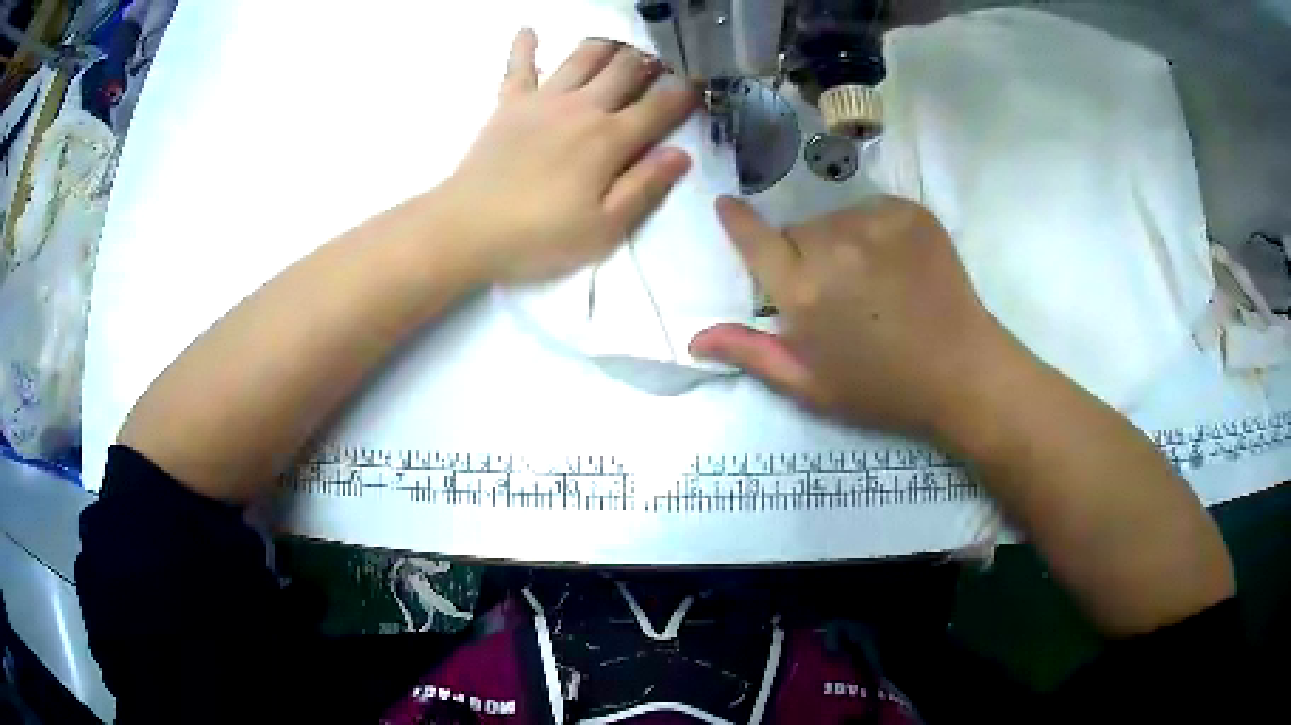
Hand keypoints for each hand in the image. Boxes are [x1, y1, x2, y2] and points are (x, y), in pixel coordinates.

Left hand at [441, 30, 697, 283]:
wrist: (466, 228)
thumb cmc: (538, 236)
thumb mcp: (604, 228)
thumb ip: (645, 188)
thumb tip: (681, 154)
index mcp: (610, 139)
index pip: (660, 106)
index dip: (685, 93)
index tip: (700, 84)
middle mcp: (582, 107)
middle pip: (625, 70)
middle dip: (650, 61)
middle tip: (661, 62)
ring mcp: (543, 100)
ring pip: (583, 57)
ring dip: (607, 46)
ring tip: (620, 45)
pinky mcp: (509, 103)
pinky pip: (519, 66)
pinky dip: (524, 46)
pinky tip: (529, 30)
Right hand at [691, 197, 1024, 439]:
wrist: (962, 372)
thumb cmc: (882, 388)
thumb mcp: (810, 386)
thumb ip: (751, 354)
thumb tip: (694, 338)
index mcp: (803, 291)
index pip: (755, 239)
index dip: (739, 222)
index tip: (728, 206)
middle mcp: (834, 245)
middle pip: (798, 232)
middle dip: (803, 255)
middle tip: (833, 291)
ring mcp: (876, 222)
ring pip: (836, 219)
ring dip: (840, 241)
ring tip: (871, 280)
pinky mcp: (910, 212)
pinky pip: (873, 210)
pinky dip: (875, 230)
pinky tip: (896, 264)